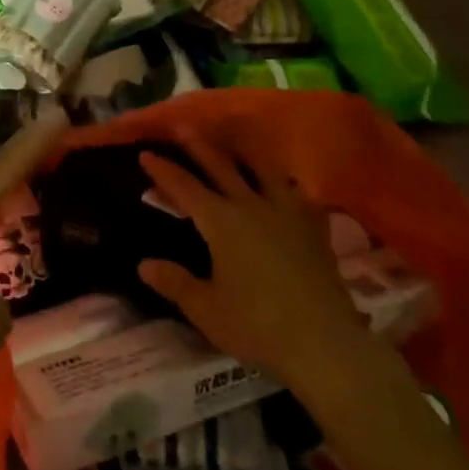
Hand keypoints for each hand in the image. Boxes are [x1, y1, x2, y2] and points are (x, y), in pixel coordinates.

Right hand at [137, 132, 400, 402]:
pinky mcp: (313, 228)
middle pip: (221, 167)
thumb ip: (175, 283)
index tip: (146, 153)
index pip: (184, 187)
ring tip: (236, 140)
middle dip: (198, 146)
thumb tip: (144, 264)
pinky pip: (297, 194)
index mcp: (221, 222)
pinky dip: (286, 183)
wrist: (324, 342)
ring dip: (244, 153)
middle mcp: (251, 206)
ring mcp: (286, 213)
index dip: (163, 170)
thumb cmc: (257, 326)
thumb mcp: (206, 309)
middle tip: (183, 127)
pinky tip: (286, 184)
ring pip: (263, 170)